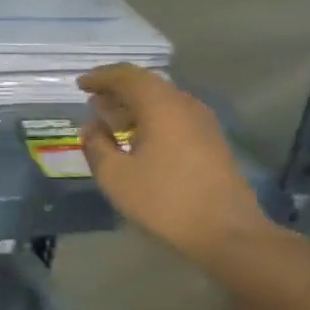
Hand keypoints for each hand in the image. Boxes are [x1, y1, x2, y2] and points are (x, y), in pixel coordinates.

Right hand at [78, 64, 269, 266]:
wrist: (229, 233)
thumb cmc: (166, 201)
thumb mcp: (116, 176)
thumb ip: (97, 145)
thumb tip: (91, 127)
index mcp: (161, 105)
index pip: (126, 76)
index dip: (100, 77)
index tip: (80, 85)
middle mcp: (184, 104)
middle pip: (146, 84)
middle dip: (116, 90)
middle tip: (93, 101)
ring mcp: (202, 122)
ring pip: (162, 100)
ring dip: (134, 105)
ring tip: (110, 120)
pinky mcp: (211, 141)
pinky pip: (174, 116)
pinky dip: (151, 118)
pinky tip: (138, 138)